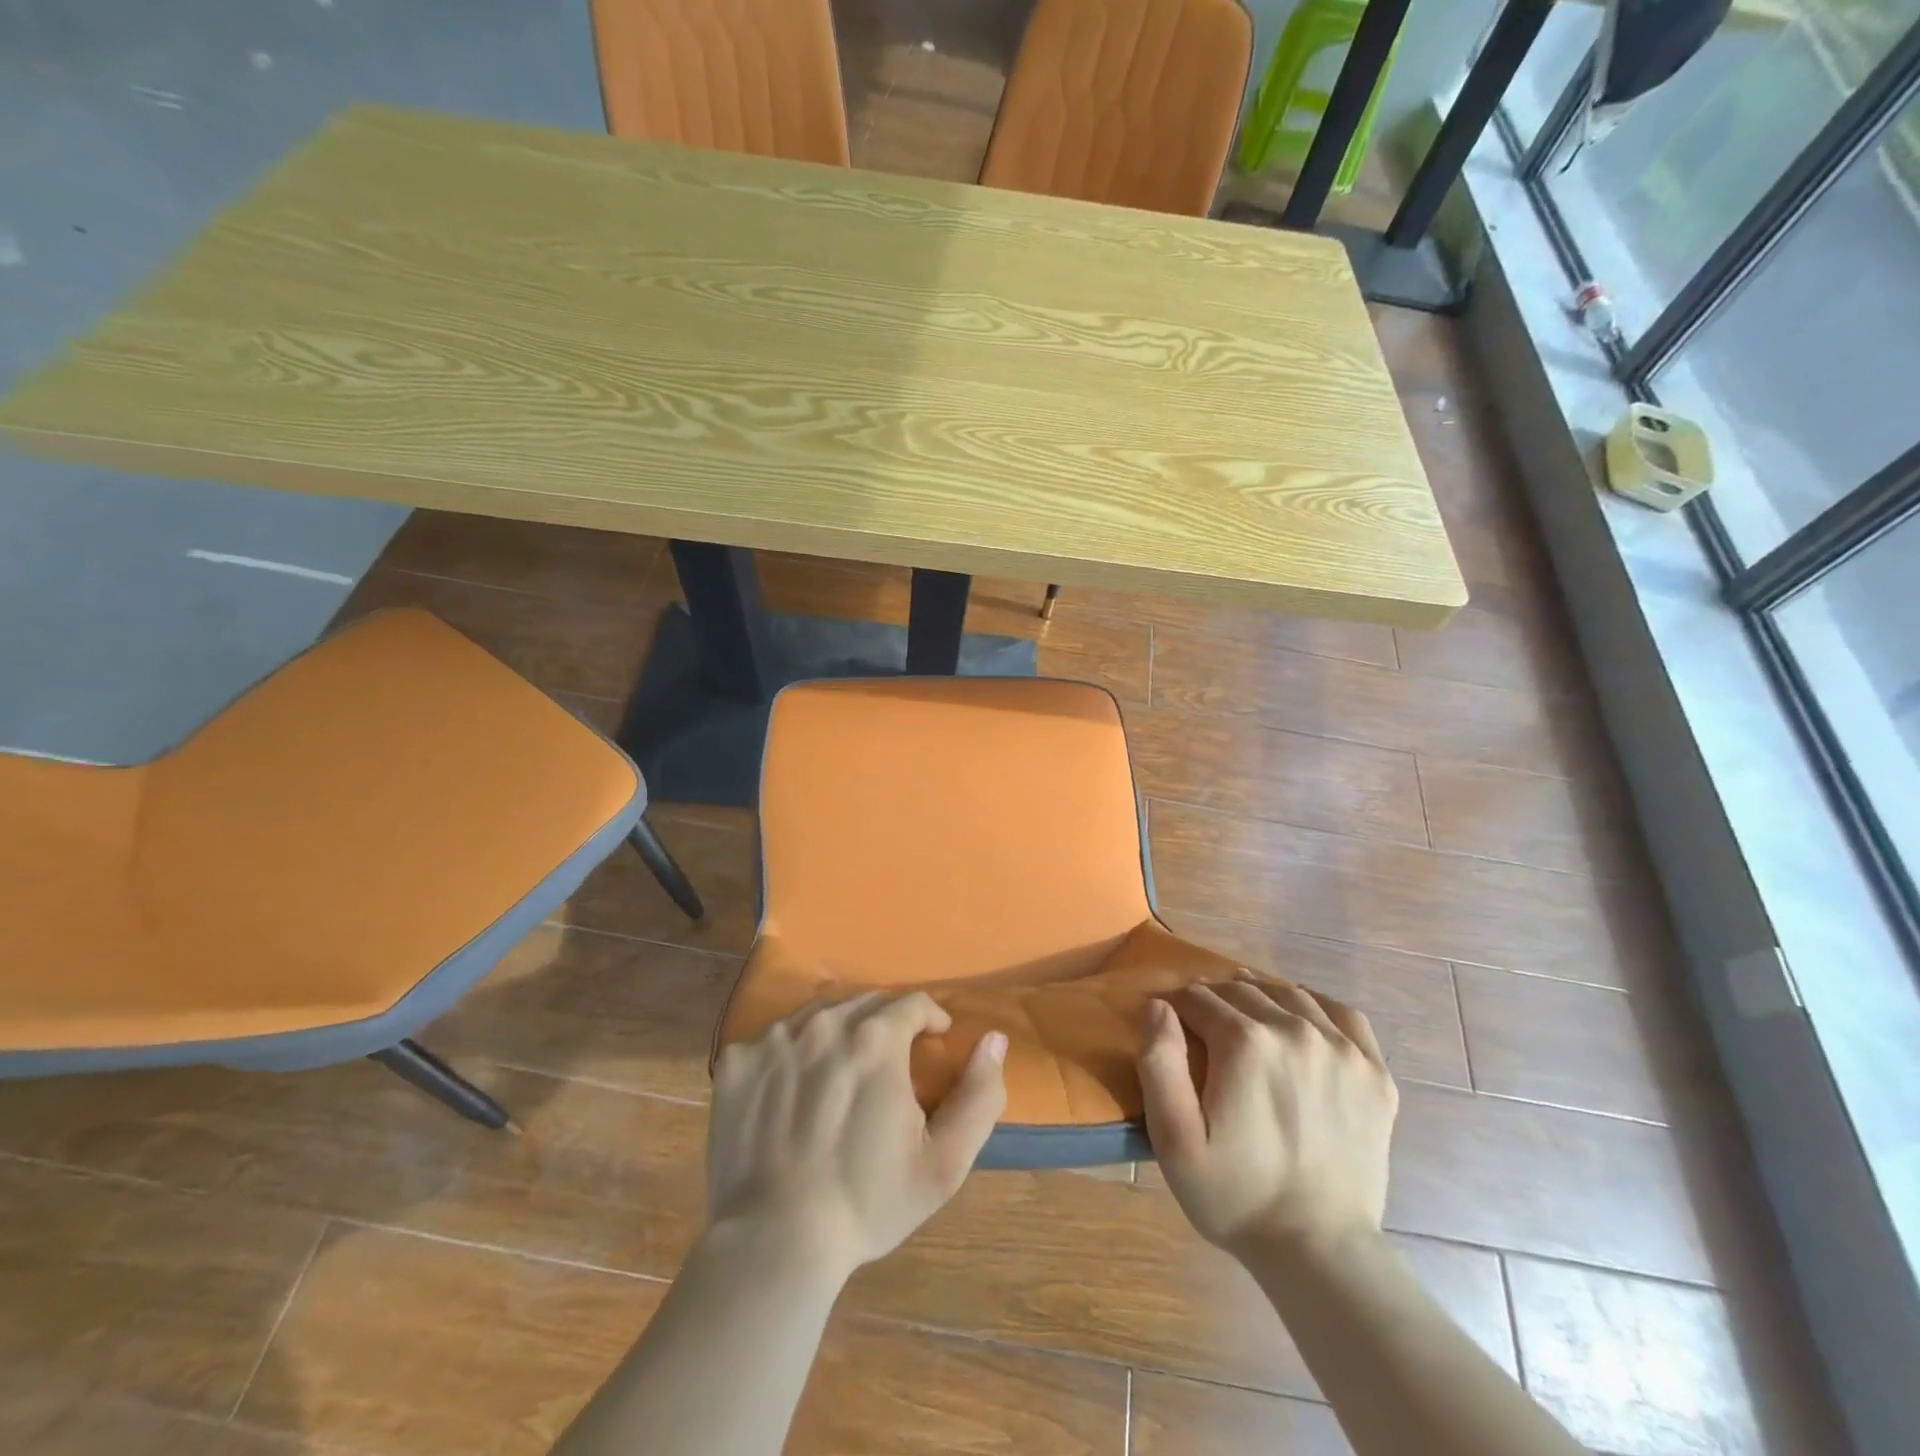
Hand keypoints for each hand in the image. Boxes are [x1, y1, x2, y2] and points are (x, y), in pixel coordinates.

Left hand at [706, 991, 1007, 1278]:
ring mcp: (774, 1039)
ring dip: (839, 1032)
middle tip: (891, 1060)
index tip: (934, 1041)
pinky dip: (791, 1053)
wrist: (775, 1243)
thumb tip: (994, 1038)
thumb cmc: (867, 1202)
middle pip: (865, 1002)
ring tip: (842, 1071)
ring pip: (819, 1015)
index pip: (913, 1002)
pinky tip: (793, 1091)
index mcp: (876, 1038)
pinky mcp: (737, 1063)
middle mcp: (824, 1023)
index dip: (930, 1018)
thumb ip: (979, 1094)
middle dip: (887, 1022)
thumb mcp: (944, 1161)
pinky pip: (773, 1039)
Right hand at [1139, 971, 1396, 1262]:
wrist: (1319, 1251)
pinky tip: (1301, 1020)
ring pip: (1289, 994)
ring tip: (1245, 1019)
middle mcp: (1295, 1030)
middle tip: (1203, 1029)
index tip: (1172, 1028)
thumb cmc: (1235, 1195)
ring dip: (1260, 997)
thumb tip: (1157, 1004)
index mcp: (1244, 1042)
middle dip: (1215, 1001)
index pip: (1198, 998)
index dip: (1177, 1008)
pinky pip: (1343, 1014)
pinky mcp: (1374, 1072)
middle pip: (1242, 991)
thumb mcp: (1173, 1137)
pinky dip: (1316, 1005)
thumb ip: (1159, 1061)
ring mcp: (1342, 1049)